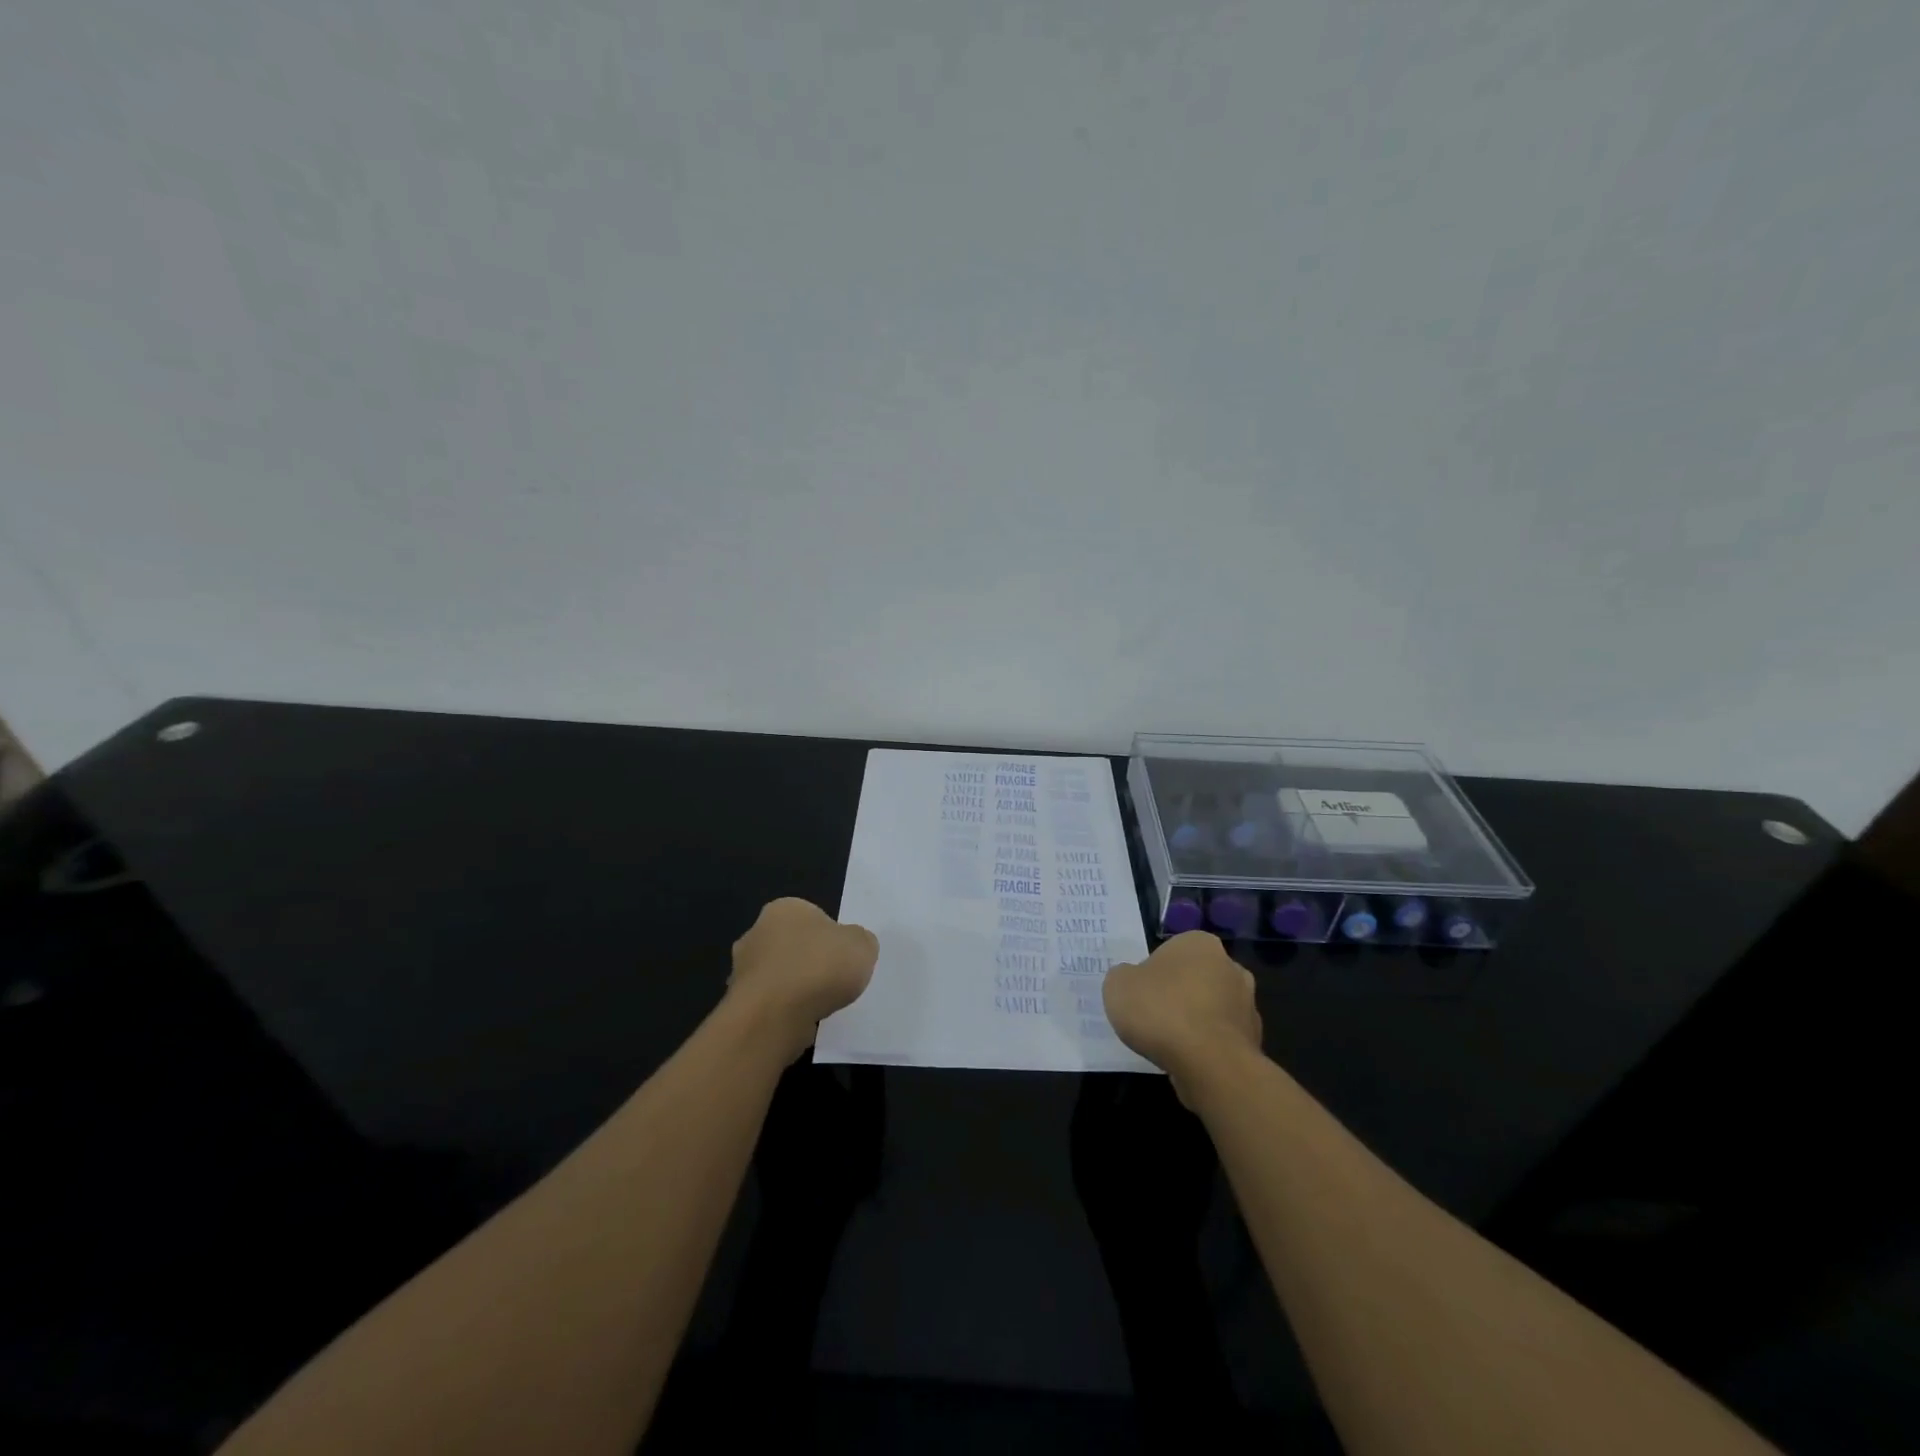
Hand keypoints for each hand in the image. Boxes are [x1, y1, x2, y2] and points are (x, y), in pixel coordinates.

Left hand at [727, 898, 878, 1061]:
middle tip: (832, 981)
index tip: (842, 958)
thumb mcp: (862, 945)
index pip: (811, 917)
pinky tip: (800, 1022)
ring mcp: (742, 969)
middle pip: (791, 945)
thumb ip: (859, 941)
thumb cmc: (819, 967)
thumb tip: (852, 945)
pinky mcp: (737, 1003)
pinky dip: (783, 1011)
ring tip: (819, 1006)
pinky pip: (769, 1003)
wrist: (774, 1016)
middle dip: (808, 962)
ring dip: (794, 989)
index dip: (830, 937)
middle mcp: (756, 932)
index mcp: (784, 908)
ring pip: (777, 975)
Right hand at [1103, 932, 1261, 1095]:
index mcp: (1199, 943)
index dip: (1152, 972)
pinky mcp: (1253, 1040)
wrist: (1209, 1065)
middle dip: (1178, 994)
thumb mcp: (1118, 984)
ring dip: (1195, 1021)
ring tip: (1169, 1043)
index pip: (1170, 951)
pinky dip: (1206, 1046)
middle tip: (1153, 1016)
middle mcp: (1230, 966)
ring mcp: (1247, 1005)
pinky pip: (1220, 1038)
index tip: (1141, 994)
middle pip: (1194, 978)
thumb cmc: (1161, 1011)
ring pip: (1211, 1008)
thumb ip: (1124, 976)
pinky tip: (1188, 1060)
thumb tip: (1134, 980)